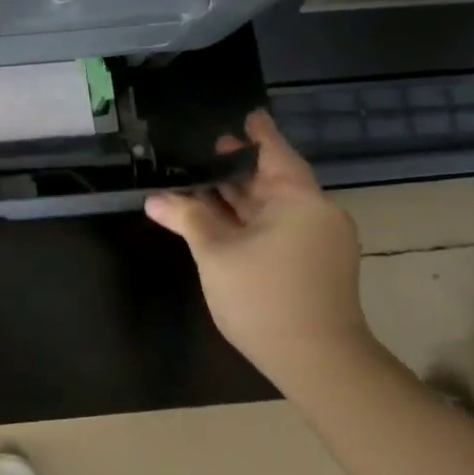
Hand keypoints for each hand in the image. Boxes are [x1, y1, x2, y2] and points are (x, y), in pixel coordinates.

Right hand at [144, 111, 370, 378]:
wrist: (317, 360)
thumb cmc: (263, 296)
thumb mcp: (216, 253)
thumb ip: (187, 218)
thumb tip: (154, 199)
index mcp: (299, 200)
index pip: (275, 152)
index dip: (256, 133)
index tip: (245, 114)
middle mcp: (316, 213)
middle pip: (273, 179)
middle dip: (237, 168)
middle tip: (204, 150)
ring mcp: (318, 240)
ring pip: (274, 206)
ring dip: (240, 196)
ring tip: (202, 182)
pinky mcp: (315, 263)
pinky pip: (279, 226)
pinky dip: (250, 218)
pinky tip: (220, 219)